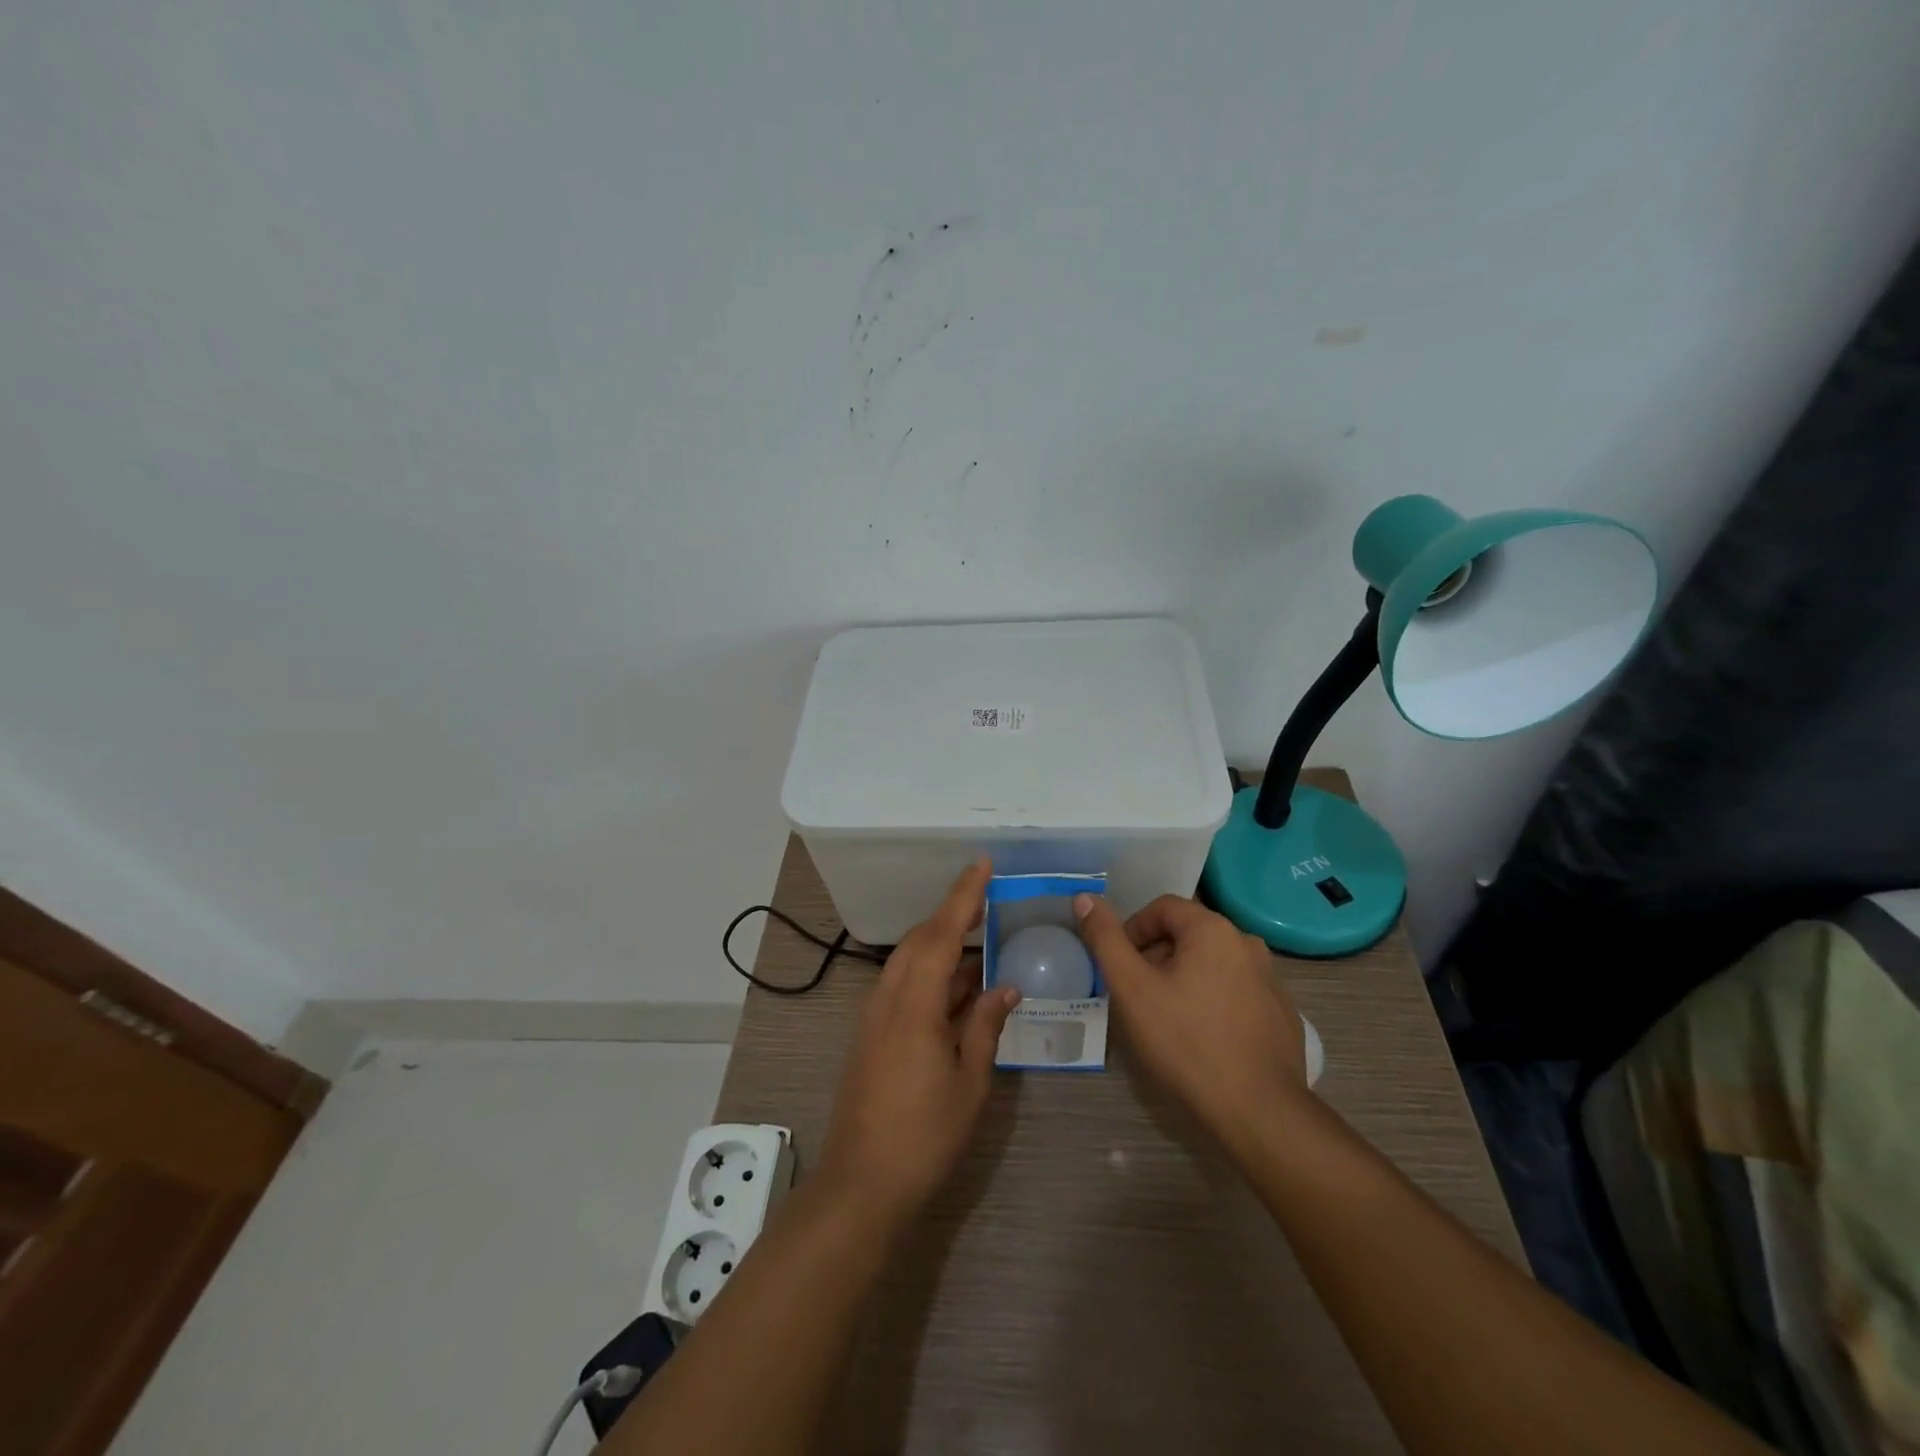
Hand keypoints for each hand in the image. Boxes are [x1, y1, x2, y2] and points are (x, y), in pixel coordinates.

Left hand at [815, 860, 1019, 1225]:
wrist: (861, 1183)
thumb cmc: (923, 1135)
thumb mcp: (969, 1083)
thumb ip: (985, 1027)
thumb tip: (1005, 987)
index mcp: (915, 1004)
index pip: (942, 934)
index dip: (963, 896)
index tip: (983, 865)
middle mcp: (889, 998)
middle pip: (920, 940)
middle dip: (952, 914)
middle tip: (987, 900)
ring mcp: (875, 1015)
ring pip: (909, 960)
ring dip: (941, 942)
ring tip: (978, 936)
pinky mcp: (871, 1033)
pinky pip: (902, 984)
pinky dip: (930, 971)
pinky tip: (956, 984)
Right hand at [1074, 893, 1307, 1137]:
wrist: (1258, 1111)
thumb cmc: (1186, 1041)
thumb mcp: (1132, 988)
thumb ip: (1106, 939)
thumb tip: (1085, 898)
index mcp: (1213, 929)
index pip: (1162, 908)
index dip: (1133, 931)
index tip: (1121, 967)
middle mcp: (1247, 943)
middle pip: (1188, 934)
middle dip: (1157, 956)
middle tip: (1139, 995)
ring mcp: (1271, 979)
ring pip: (1212, 963)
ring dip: (1185, 977)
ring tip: (1168, 1017)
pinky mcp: (1282, 1013)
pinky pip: (1237, 991)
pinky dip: (1214, 1000)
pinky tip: (1204, 1037)